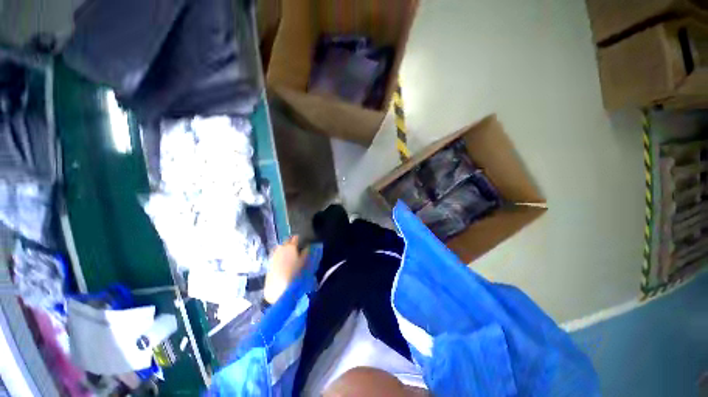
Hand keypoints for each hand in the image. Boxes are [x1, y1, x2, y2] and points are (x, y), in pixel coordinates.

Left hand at [263, 236, 308, 303]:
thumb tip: (307, 246)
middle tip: (296, 247)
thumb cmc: (294, 272)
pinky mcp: (269, 261)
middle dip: (291, 242)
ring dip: (285, 248)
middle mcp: (281, 248)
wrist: (278, 286)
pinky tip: (282, 261)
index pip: (295, 238)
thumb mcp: (303, 262)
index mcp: (291, 246)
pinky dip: (280, 255)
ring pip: (280, 247)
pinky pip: (276, 254)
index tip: (301, 241)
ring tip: (289, 254)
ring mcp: (274, 254)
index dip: (299, 239)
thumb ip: (306, 252)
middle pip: (287, 241)